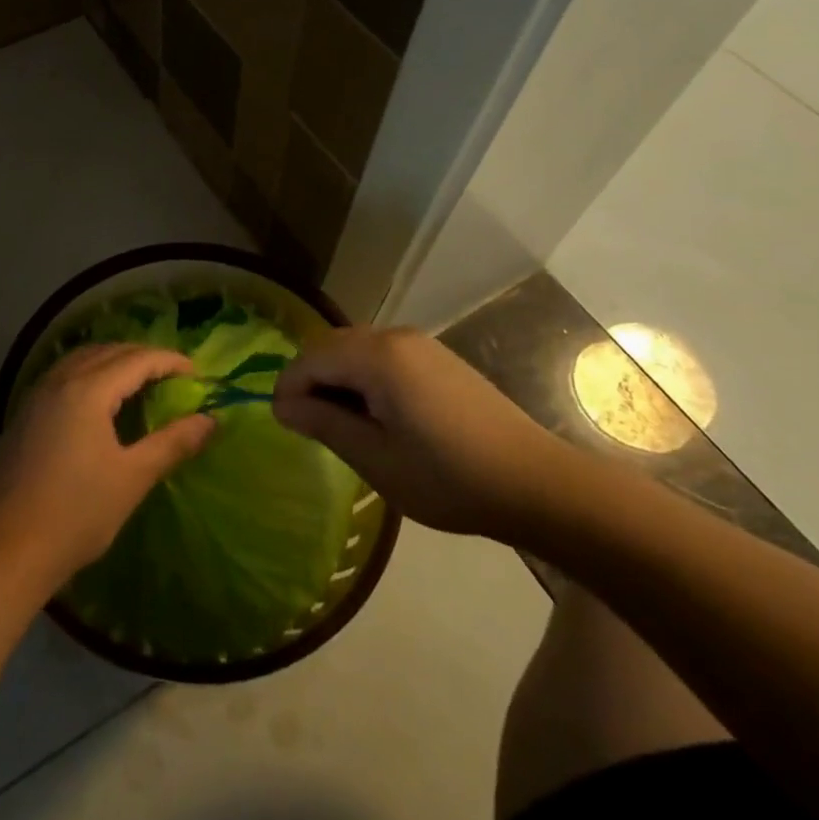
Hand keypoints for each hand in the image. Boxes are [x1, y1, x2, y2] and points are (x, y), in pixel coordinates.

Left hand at [0, 344, 215, 592]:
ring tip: (138, 381)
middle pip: (108, 351)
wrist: (6, 548)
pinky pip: (64, 374)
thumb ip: (172, 443)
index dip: (169, 361)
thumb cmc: (76, 514)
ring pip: (82, 358)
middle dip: (143, 356)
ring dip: (113, 360)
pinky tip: (97, 400)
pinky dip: (89, 373)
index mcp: (88, 389)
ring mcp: (37, 394)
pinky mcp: (24, 413)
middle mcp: (60, 380)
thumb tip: (210, 421)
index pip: (137, 359)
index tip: (195, 373)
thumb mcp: (132, 478)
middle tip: (171, 375)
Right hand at [273, 326, 577, 540]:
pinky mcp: (437, 357)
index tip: (282, 424)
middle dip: (311, 380)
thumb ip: (325, 424)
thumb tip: (282, 405)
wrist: (536, 483)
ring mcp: (420, 344)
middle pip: (331, 346)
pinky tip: (376, 415)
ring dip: (338, 379)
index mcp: (377, 357)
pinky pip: (383, 355)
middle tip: (308, 426)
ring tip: (341, 425)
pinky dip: (365, 377)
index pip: (311, 358)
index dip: (288, 387)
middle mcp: (395, 336)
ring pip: (357, 349)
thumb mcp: (377, 459)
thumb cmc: (449, 477)